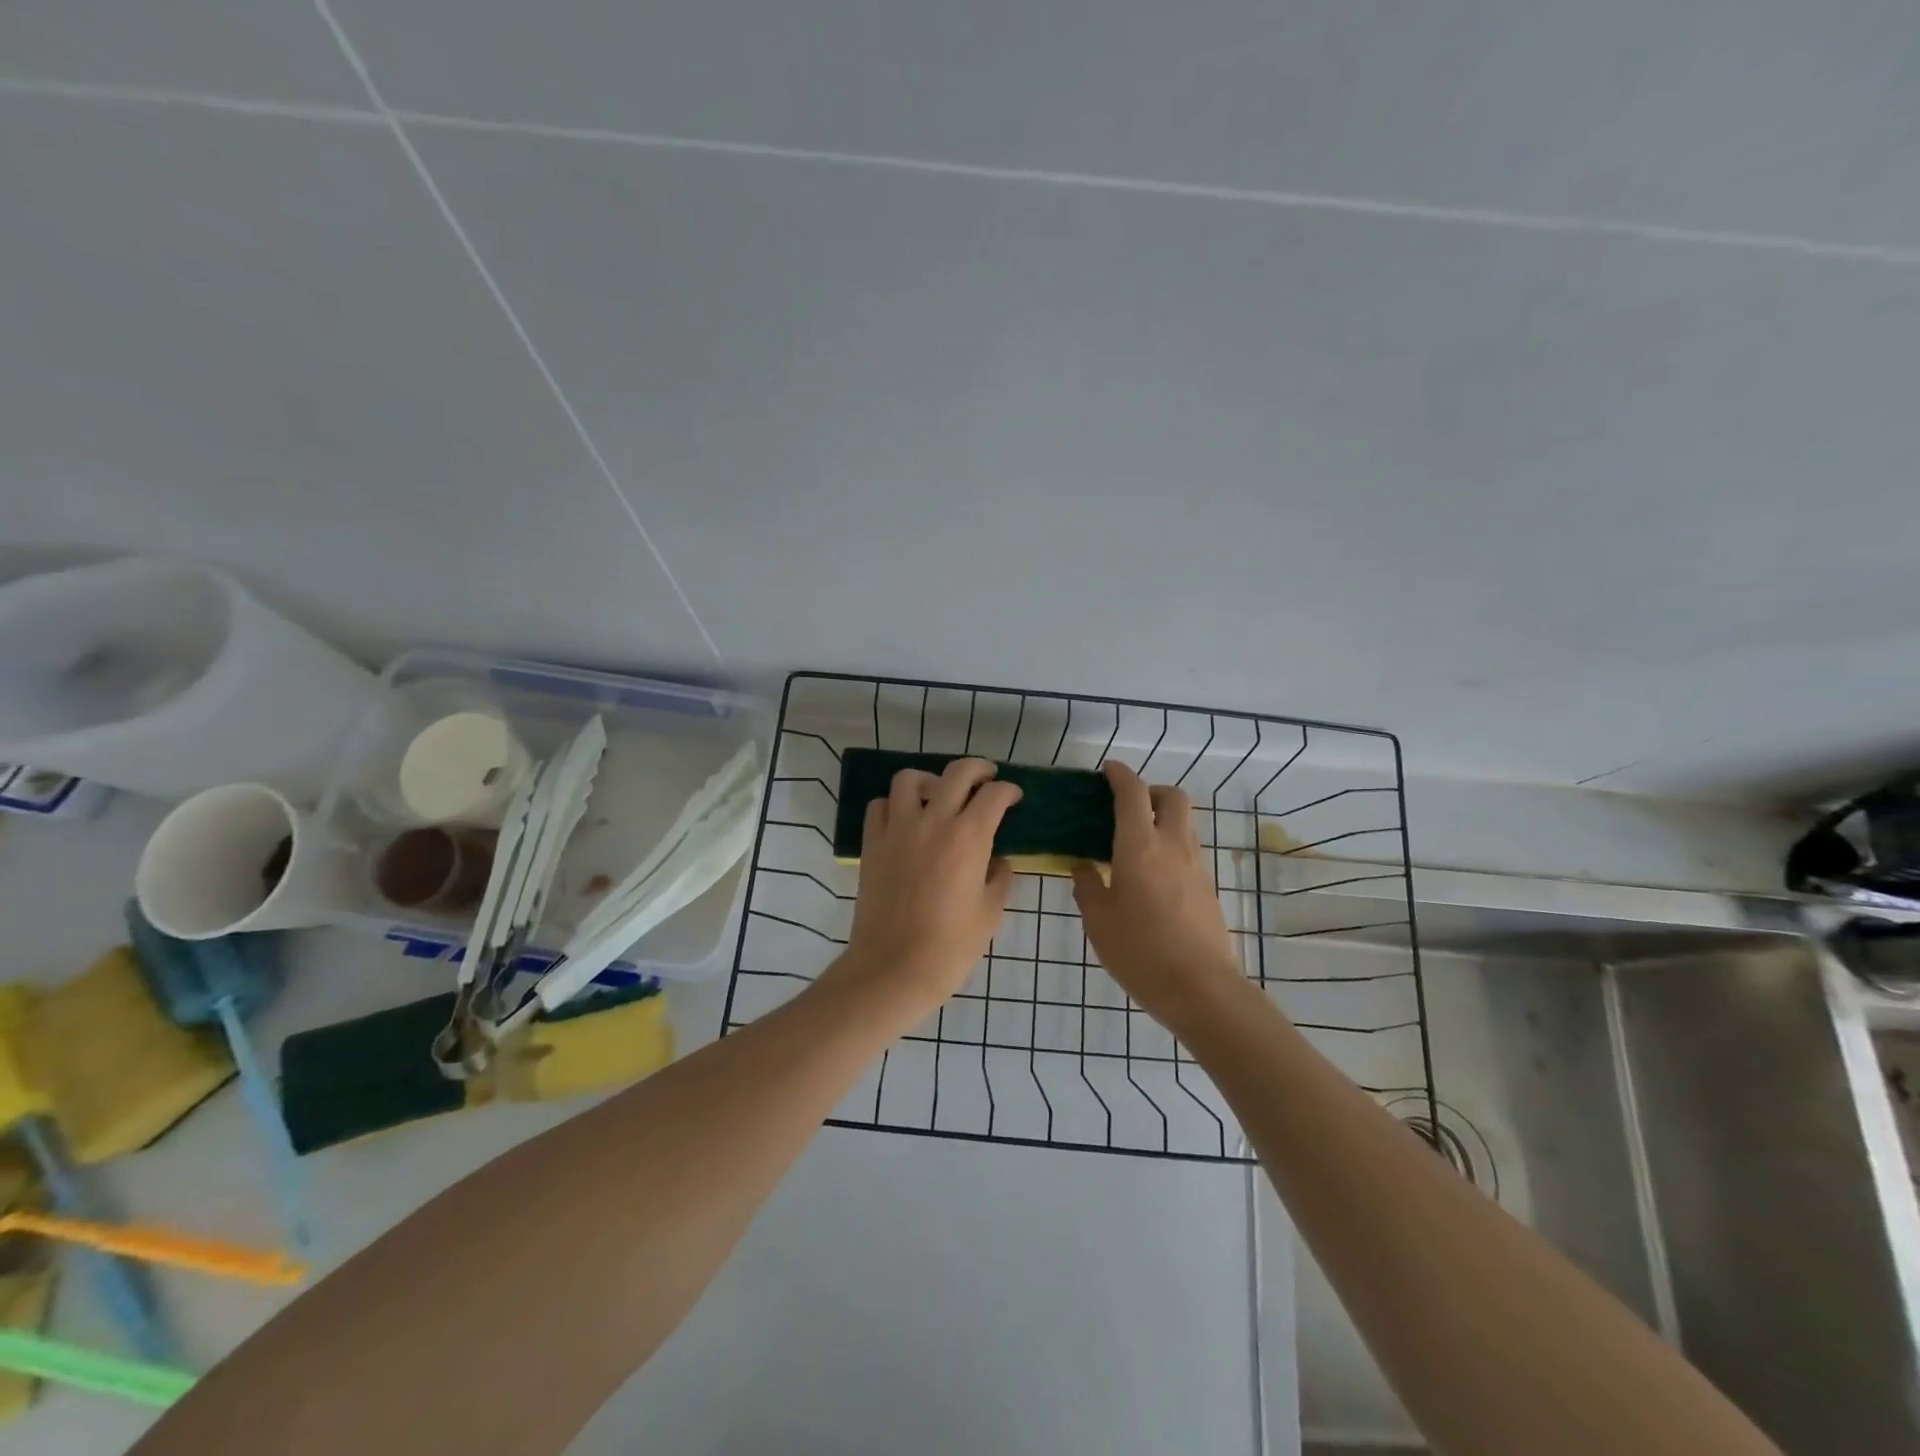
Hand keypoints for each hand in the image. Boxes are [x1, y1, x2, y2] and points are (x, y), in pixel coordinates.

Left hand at [831, 758, 1021, 1020]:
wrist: (893, 968)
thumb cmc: (951, 946)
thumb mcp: (990, 912)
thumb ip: (999, 877)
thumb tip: (996, 860)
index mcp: (969, 837)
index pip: (994, 795)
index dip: (1009, 791)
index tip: (1014, 797)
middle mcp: (933, 821)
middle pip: (957, 772)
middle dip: (978, 768)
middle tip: (987, 778)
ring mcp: (898, 829)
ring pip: (910, 778)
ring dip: (930, 780)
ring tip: (938, 795)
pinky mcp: (872, 843)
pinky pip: (880, 805)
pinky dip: (894, 804)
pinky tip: (905, 820)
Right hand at [1074, 762, 1242, 1027]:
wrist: (1201, 989)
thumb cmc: (1141, 951)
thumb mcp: (1099, 921)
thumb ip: (1088, 887)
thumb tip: (1084, 867)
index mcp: (1140, 847)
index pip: (1133, 793)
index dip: (1120, 775)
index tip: (1107, 770)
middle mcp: (1173, 846)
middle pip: (1173, 797)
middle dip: (1151, 790)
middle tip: (1127, 806)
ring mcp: (1196, 867)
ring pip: (1185, 823)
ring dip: (1162, 818)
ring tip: (1135, 842)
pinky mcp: (1208, 888)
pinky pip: (1188, 851)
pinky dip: (1171, 846)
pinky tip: (1151, 875)